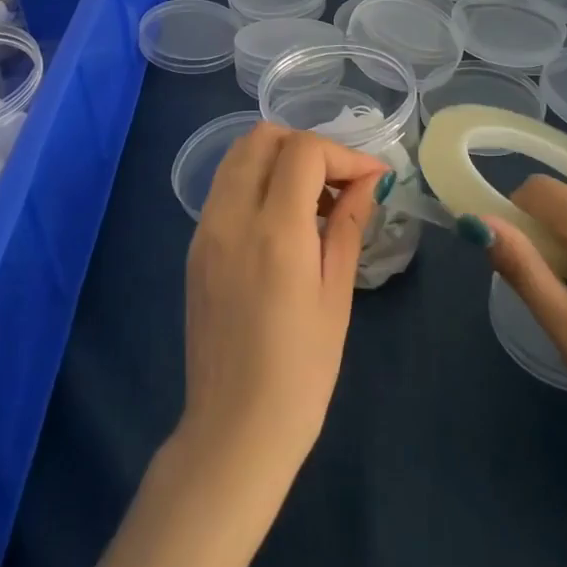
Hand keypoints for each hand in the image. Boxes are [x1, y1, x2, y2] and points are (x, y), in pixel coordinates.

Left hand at [178, 123, 389, 492]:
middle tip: (339, 184)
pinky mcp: (194, 246)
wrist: (233, 429)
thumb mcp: (336, 297)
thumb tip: (368, 181)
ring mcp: (205, 229)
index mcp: (273, 230)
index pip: (303, 151)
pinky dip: (256, 182)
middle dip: (307, 147)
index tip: (371, 178)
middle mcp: (230, 216)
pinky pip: (225, 188)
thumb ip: (349, 226)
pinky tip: (282, 223)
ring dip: (279, 160)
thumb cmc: (301, 373)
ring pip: (238, 156)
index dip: (343, 154)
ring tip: (313, 203)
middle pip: (262, 138)